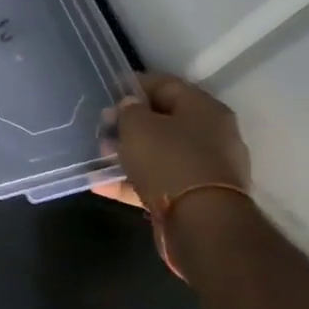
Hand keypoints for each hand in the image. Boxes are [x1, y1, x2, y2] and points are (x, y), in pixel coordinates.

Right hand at [96, 74, 252, 279]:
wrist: (202, 224)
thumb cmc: (169, 160)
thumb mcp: (138, 125)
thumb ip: (129, 110)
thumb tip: (130, 107)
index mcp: (204, 109)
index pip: (165, 85)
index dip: (134, 85)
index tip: (107, 93)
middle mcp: (211, 136)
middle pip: (163, 121)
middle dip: (128, 125)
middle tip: (101, 130)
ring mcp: (205, 169)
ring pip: (158, 154)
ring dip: (127, 154)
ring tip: (97, 158)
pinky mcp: (195, 198)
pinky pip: (158, 182)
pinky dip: (131, 182)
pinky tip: (101, 184)